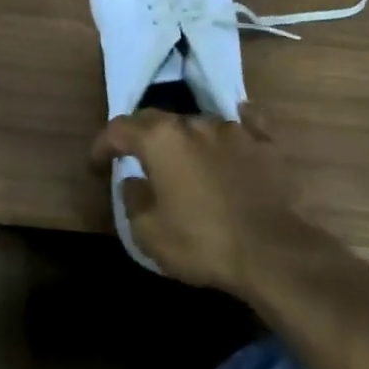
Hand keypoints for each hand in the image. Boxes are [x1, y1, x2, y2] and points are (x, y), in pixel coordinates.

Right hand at [89, 108, 318, 296]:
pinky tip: (238, 128)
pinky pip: (246, 125)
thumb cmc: (202, 242)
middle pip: (158, 119)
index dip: (102, 144)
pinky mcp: (264, 143)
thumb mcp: (149, 233)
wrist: (272, 250)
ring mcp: (233, 130)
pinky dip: (236, 127)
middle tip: (135, 156)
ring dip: (186, 139)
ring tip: (185, 160)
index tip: (96, 164)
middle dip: (141, 134)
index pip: (119, 129)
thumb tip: (134, 181)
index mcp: (161, 139)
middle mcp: (194, 123)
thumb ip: (133, 200)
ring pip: (199, 124)